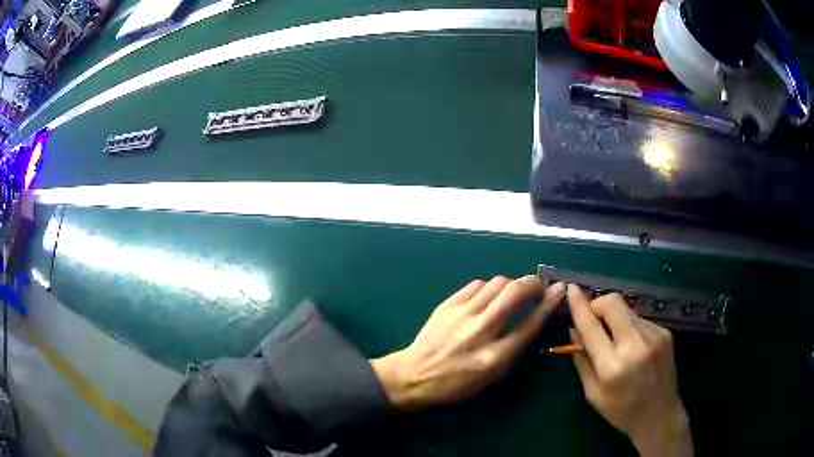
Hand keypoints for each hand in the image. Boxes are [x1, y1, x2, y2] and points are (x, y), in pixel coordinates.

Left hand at [370, 275, 564, 410]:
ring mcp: (461, 315)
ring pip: (497, 283)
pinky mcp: (447, 304)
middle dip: (532, 283)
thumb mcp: (492, 376)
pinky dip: (489, 287)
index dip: (549, 304)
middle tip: (538, 286)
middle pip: (515, 293)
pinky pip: (476, 284)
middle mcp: (480, 332)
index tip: (559, 290)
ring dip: (511, 284)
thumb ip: (514, 349)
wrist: (414, 375)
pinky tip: (488, 296)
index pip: (530, 324)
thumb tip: (533, 319)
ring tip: (512, 293)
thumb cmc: (456, 383)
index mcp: (494, 357)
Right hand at [567, 285, 692, 456]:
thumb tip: (574, 330)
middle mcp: (636, 346)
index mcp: (613, 367)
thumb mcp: (593, 394)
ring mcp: (654, 336)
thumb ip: (582, 361)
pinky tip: (632, 346)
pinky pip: (640, 319)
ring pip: (627, 310)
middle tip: (593, 320)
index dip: (579, 306)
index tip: (571, 289)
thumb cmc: (621, 411)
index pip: (592, 327)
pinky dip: (629, 327)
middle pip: (613, 303)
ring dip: (614, 319)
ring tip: (614, 339)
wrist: (660, 415)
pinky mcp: (664, 332)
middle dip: (598, 305)